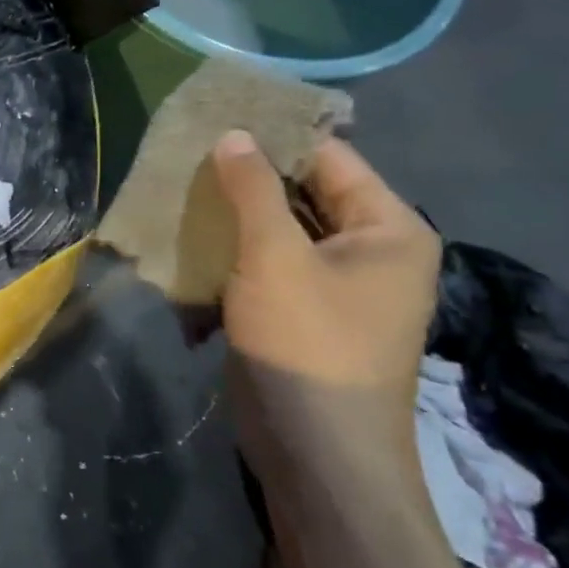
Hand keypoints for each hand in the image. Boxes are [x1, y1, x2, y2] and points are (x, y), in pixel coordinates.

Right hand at [208, 130, 440, 501]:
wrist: (316, 451)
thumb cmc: (308, 343)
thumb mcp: (275, 256)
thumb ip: (253, 189)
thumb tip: (234, 134)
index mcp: (388, 229)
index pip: (329, 158)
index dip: (274, 136)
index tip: (217, 116)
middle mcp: (371, 251)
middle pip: (304, 194)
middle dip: (247, 177)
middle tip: (188, 150)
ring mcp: (337, 287)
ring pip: (280, 232)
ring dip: (234, 216)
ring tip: (180, 187)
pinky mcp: (303, 314)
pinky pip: (268, 266)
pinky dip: (234, 252)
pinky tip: (190, 240)